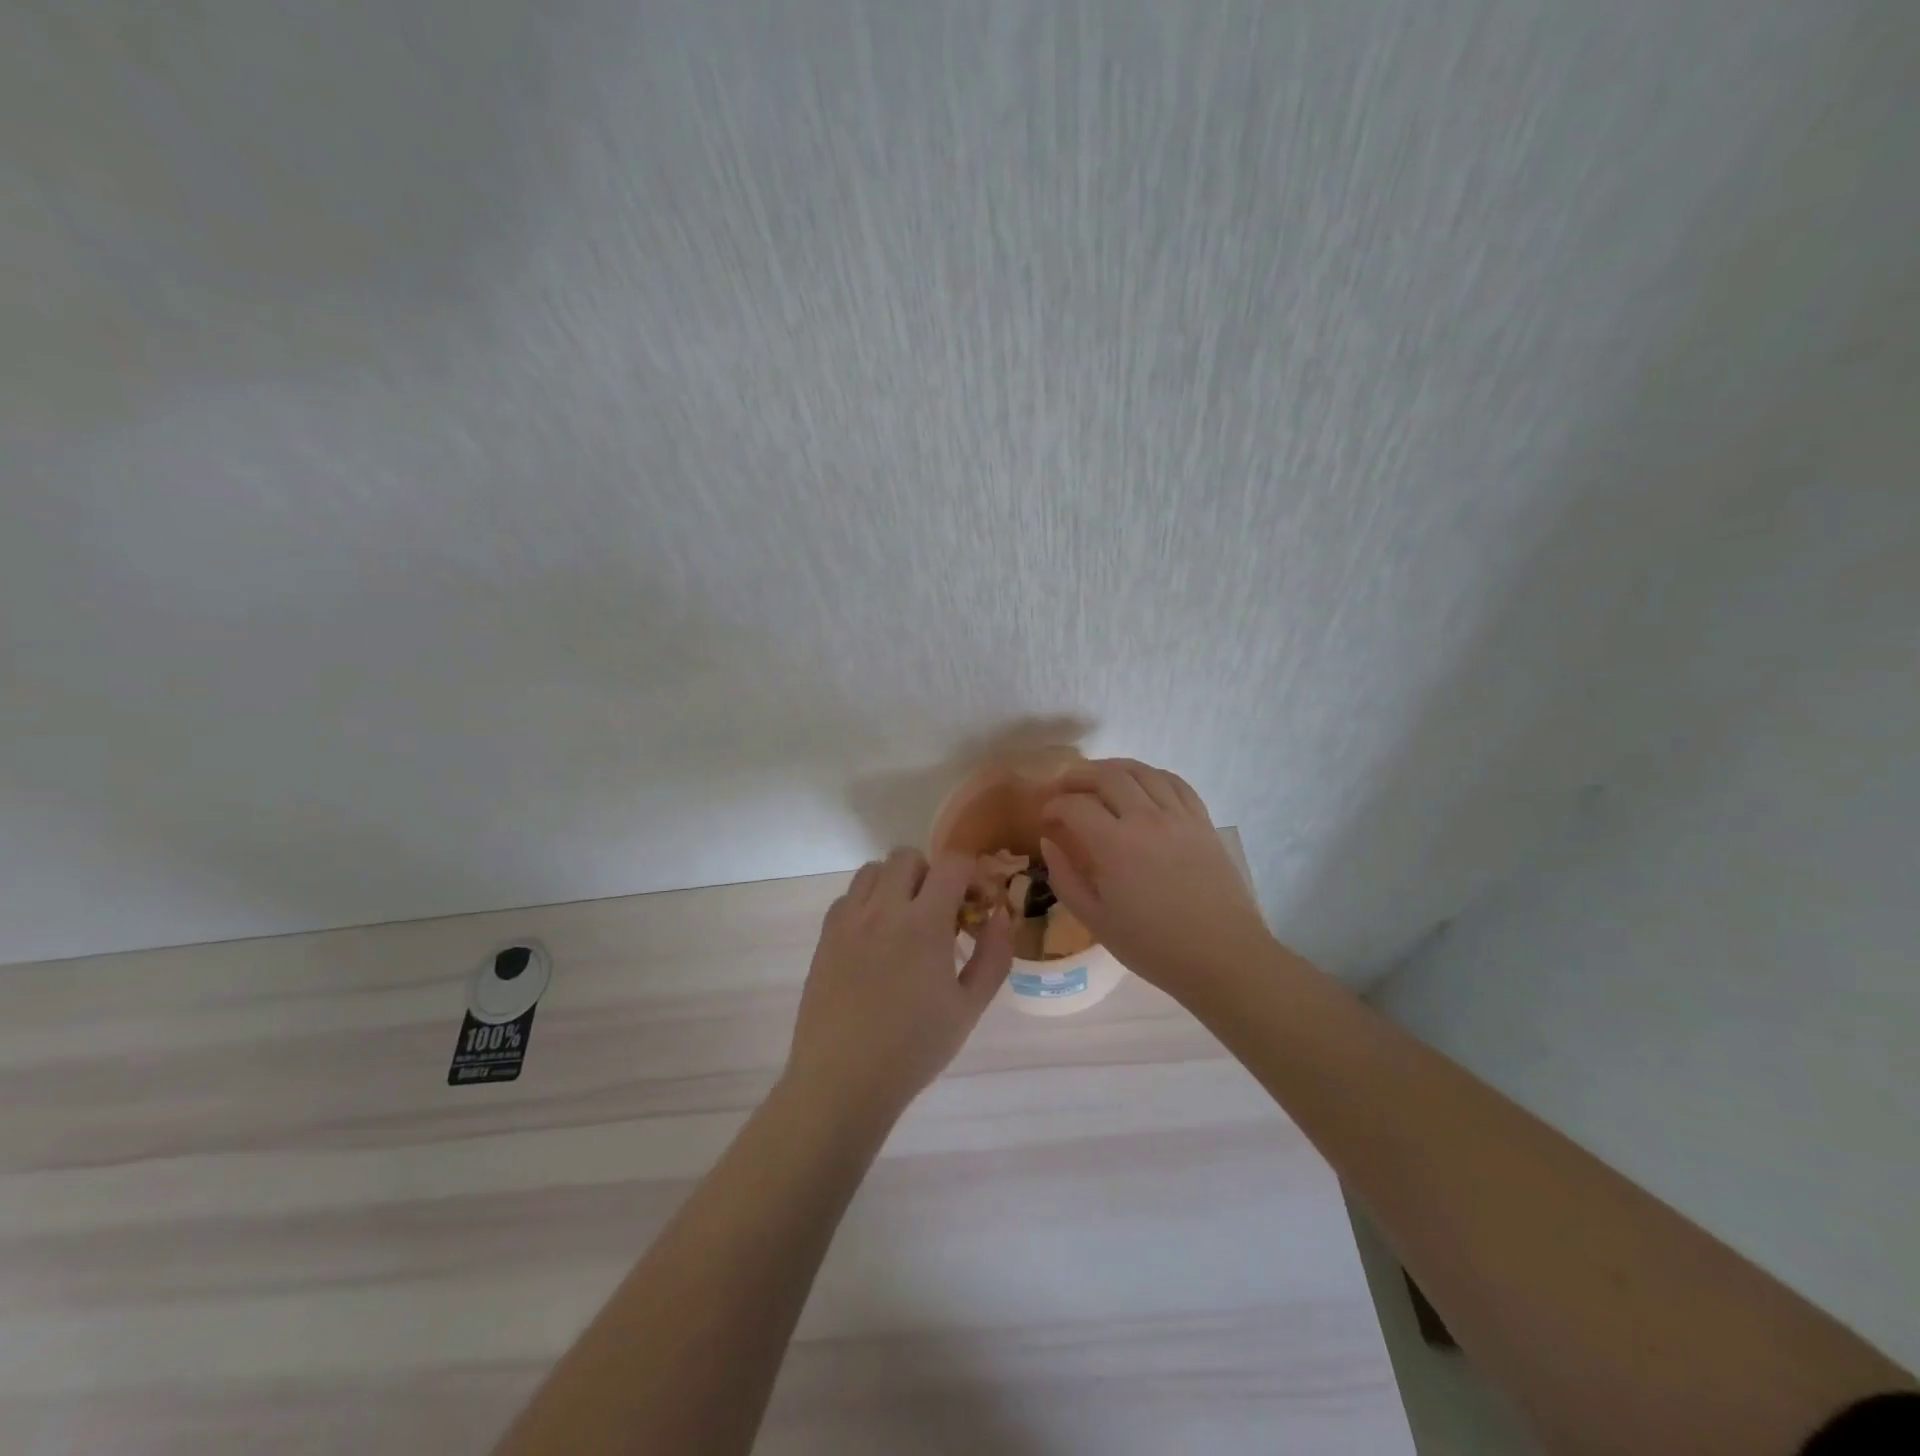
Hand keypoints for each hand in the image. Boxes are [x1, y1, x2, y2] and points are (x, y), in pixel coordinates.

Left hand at [786, 848, 1013, 1118]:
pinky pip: (848, 897)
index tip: (977, 905)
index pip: (952, 864)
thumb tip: (1001, 916)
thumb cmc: (913, 1048)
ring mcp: (848, 920)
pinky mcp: (825, 936)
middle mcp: (883, 909)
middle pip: (908, 857)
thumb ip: (993, 955)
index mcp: (923, 924)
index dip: (971, 875)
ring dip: (896, 883)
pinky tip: (876, 939)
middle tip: (941, 913)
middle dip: (932, 874)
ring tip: (906, 921)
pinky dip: (867, 902)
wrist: (842, 1080)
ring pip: (873, 870)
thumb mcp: (968, 1008)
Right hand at [1040, 759, 1272, 997]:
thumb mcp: (1095, 920)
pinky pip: (1175, 783)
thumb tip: (1049, 841)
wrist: (1221, 957)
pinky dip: (1152, 776)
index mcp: (1114, 845)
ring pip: (1142, 771)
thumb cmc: (1153, 946)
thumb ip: (1064, 877)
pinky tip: (1142, 786)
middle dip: (1078, 777)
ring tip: (1099, 780)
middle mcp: (1146, 818)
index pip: (1074, 805)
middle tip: (1065, 790)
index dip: (1053, 806)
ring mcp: (1179, 816)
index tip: (1045, 818)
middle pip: (1107, 776)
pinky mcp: (1202, 821)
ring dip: (1113, 769)